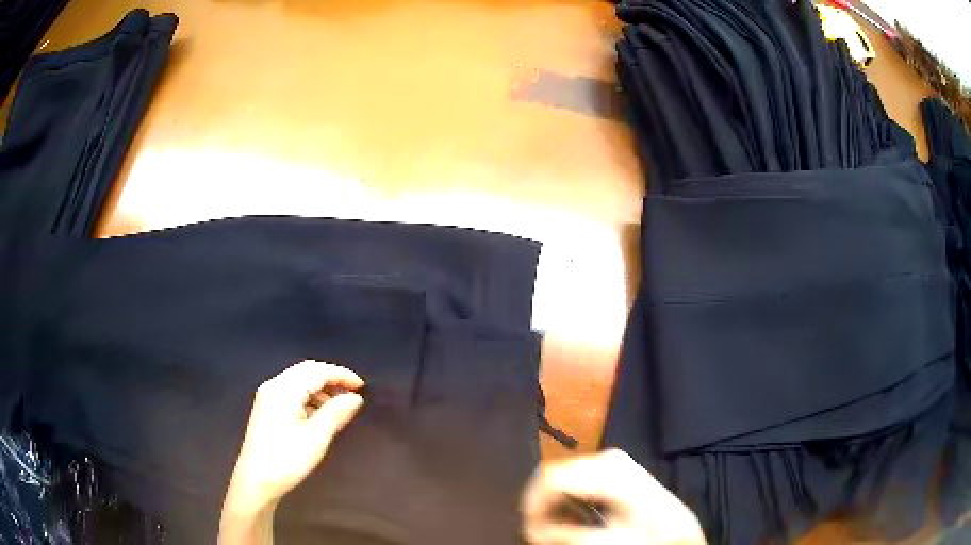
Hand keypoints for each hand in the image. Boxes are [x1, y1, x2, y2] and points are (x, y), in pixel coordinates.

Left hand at [221, 361, 363, 527]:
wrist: (256, 481)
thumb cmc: (287, 458)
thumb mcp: (316, 436)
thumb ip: (336, 413)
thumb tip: (355, 398)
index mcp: (284, 389)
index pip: (316, 371)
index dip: (341, 375)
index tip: (363, 386)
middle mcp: (274, 387)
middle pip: (306, 372)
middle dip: (331, 379)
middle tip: (353, 393)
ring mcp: (268, 398)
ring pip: (299, 383)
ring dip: (321, 390)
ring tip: (340, 407)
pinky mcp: (267, 411)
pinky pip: (292, 395)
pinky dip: (310, 399)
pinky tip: (320, 415)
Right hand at [521, 449, 705, 544]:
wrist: (682, 532)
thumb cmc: (653, 537)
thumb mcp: (613, 540)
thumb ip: (571, 534)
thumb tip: (531, 529)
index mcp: (614, 473)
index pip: (555, 475)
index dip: (534, 502)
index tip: (529, 529)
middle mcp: (612, 459)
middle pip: (557, 471)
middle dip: (541, 502)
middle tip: (540, 530)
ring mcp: (615, 462)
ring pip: (565, 474)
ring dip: (553, 502)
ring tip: (555, 527)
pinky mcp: (616, 470)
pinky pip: (577, 478)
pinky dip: (566, 499)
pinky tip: (572, 517)